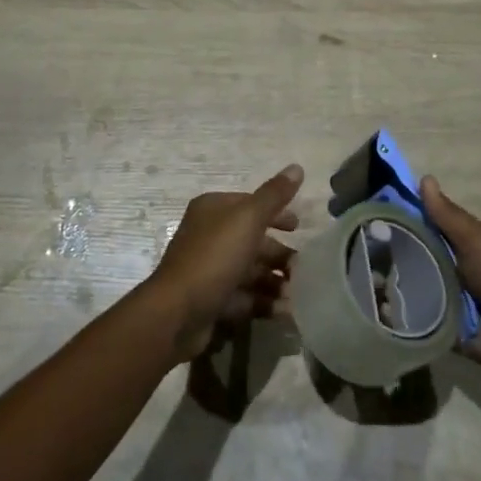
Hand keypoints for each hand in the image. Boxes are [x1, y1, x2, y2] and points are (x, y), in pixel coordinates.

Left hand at [146, 164, 301, 361]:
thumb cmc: (214, 257)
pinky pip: (245, 297)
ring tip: (295, 293)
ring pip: (250, 270)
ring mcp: (210, 269)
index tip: (299, 227)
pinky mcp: (212, 300)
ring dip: (276, 280)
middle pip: (252, 240)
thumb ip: (274, 195)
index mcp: (213, 210)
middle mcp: (209, 236)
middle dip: (279, 253)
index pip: (250, 205)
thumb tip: (297, 167)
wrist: (178, 312)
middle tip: (302, 267)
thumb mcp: (248, 219)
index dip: (276, 213)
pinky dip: (265, 303)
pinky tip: (284, 310)